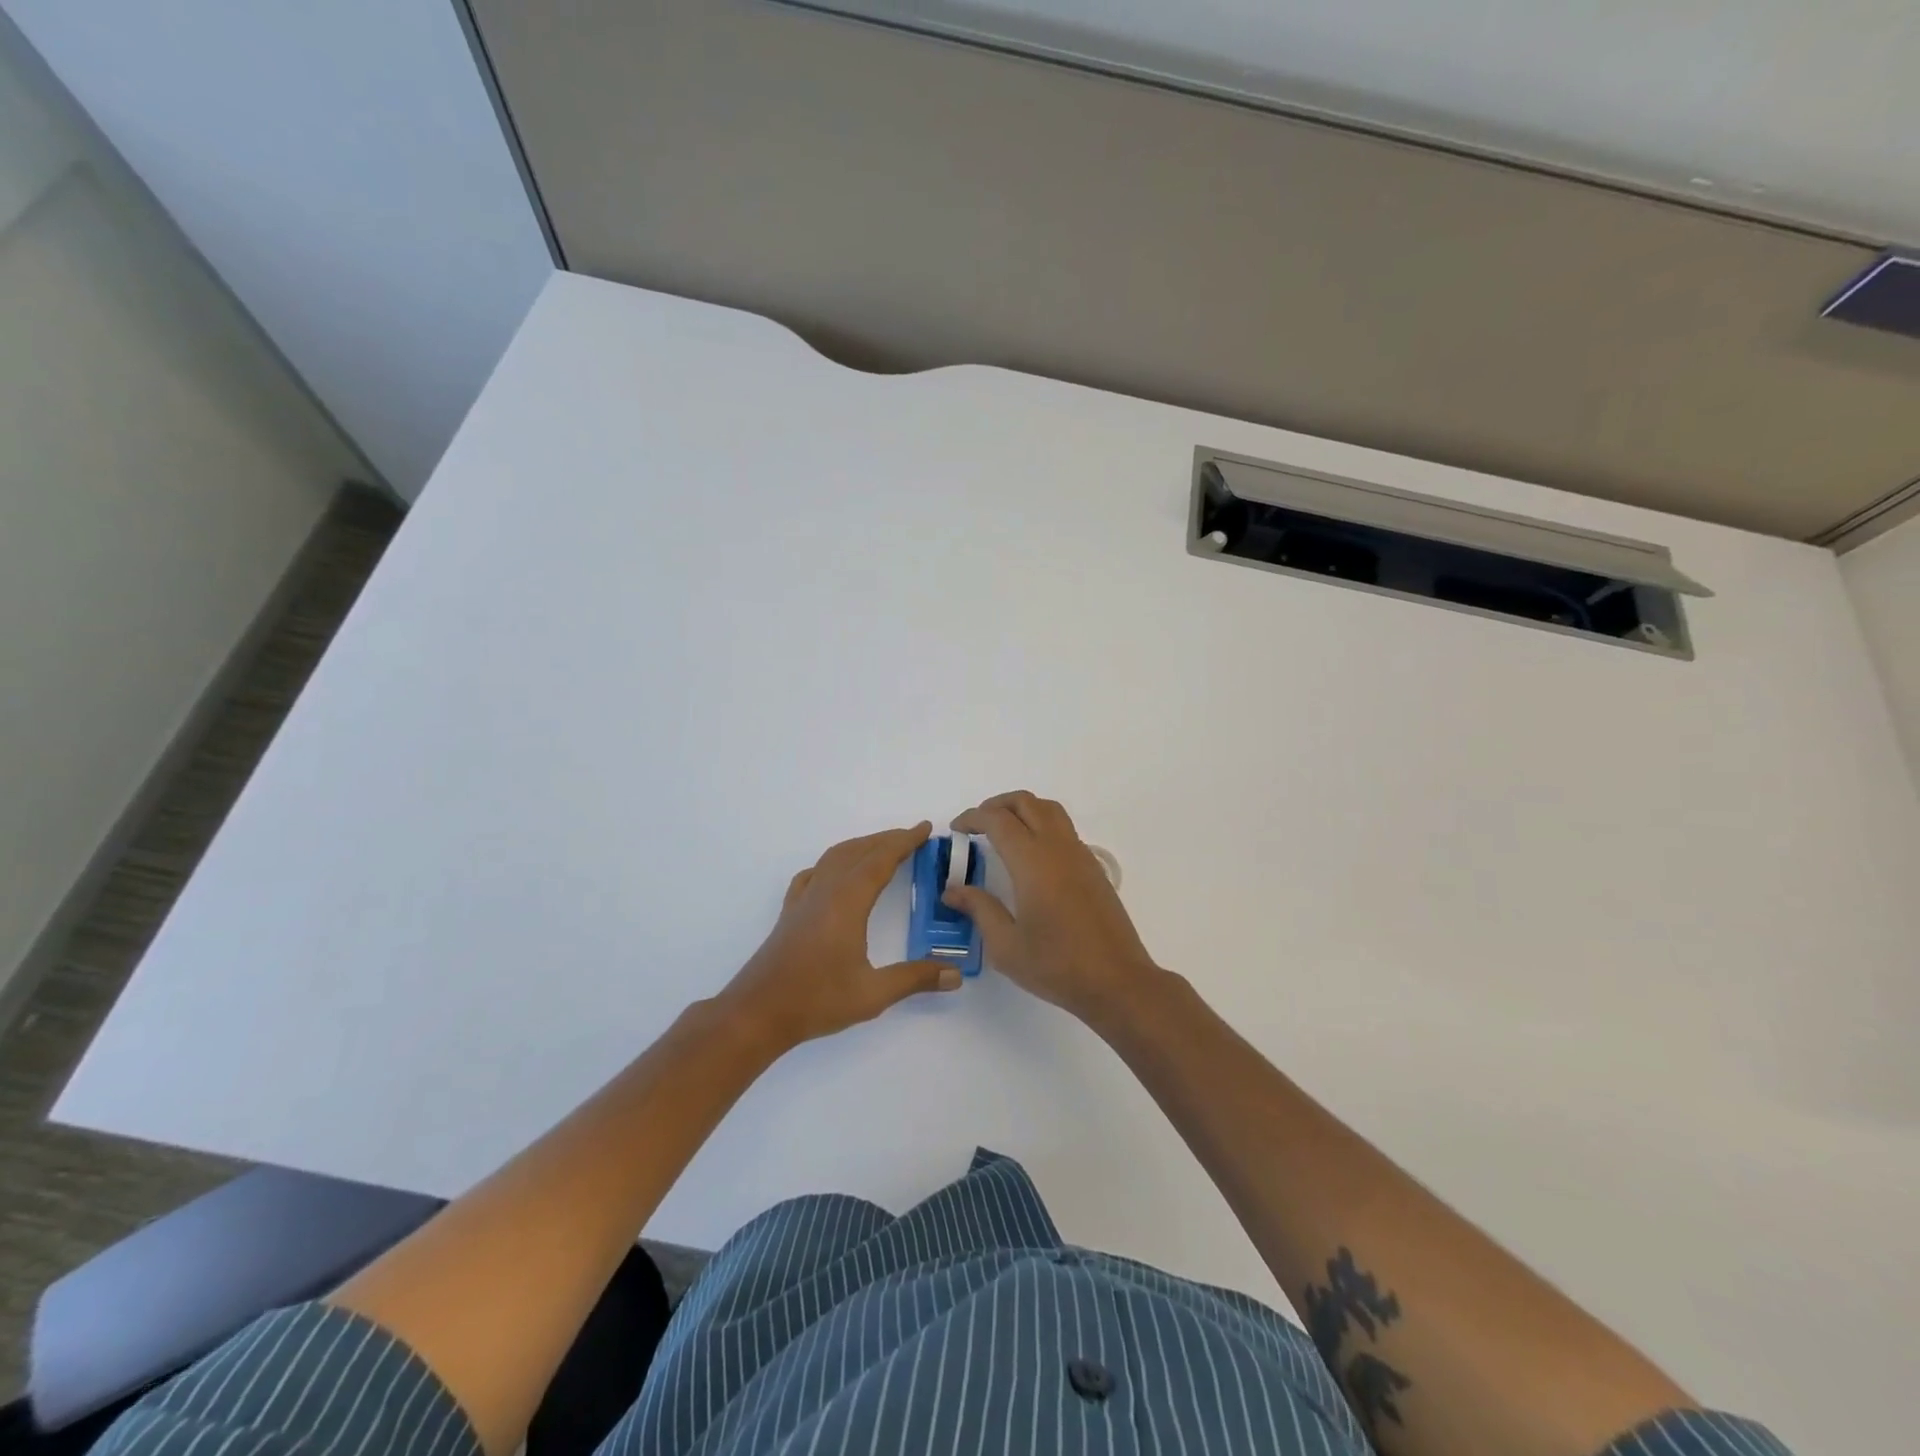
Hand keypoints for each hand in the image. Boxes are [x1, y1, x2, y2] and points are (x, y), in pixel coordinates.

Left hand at [720, 822, 961, 1051]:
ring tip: (881, 847)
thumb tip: (955, 975)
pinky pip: (814, 873)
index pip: (881, 860)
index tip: (925, 829)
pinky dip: (833, 862)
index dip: (905, 841)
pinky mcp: (790, 913)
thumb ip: (915, 979)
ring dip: (861, 846)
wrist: (757, 1013)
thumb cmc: (816, 1000)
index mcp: (847, 901)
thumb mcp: (873, 994)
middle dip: (887, 839)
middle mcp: (825, 891)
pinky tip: (834, 874)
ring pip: (834, 857)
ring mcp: (804, 900)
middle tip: (913, 836)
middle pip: (858, 851)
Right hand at [947, 791, 1164, 1028]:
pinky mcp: (1093, 867)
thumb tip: (952, 890)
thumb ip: (979, 910)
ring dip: (1022, 810)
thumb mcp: (1006, 946)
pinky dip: (1042, 825)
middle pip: (1026, 803)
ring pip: (1049, 810)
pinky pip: (1064, 829)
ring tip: (1003, 832)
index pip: (998, 820)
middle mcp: (1058, 848)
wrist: (1117, 981)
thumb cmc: (1057, 965)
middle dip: (997, 805)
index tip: (956, 829)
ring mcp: (1080, 855)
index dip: (973, 817)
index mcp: (1032, 862)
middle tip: (976, 825)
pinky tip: (1031, 856)